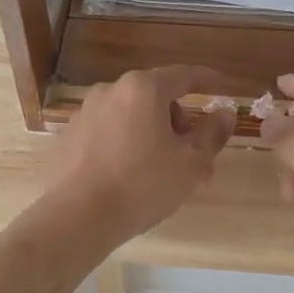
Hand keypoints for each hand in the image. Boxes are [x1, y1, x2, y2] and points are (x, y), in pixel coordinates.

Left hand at [42, 67, 235, 246]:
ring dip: (154, 138)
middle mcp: (110, 91)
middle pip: (156, 99)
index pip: (184, 75)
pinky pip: (108, 134)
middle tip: (196, 160)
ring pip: (132, 119)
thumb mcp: (191, 163)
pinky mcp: (68, 138)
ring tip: (165, 176)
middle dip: (180, 125)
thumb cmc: (142, 185)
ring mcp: (84, 114)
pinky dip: (126, 147)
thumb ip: (212, 134)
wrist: (77, 217)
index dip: (208, 80)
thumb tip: (225, 113)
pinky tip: (131, 178)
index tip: (223, 87)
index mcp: (143, 89)